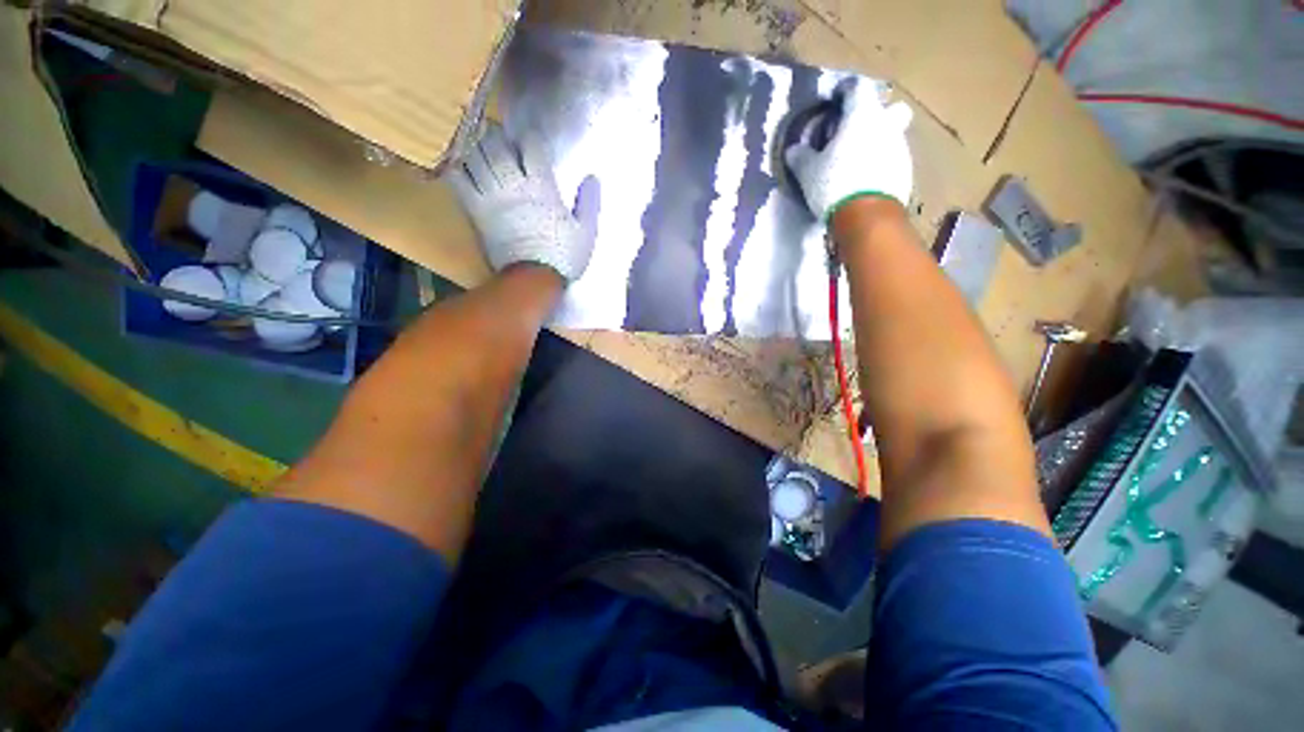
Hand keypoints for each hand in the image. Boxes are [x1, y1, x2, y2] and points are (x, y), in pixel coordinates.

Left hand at [446, 123, 601, 281]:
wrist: (533, 279)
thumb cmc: (562, 257)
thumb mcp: (585, 233)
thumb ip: (589, 204)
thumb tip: (592, 178)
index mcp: (542, 186)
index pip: (530, 145)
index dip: (530, 138)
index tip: (532, 143)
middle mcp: (513, 184)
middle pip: (498, 144)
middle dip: (500, 138)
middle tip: (504, 142)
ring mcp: (491, 196)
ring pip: (476, 156)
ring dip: (478, 147)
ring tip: (482, 149)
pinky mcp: (476, 210)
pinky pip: (459, 179)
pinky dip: (458, 167)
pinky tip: (461, 165)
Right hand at [785, 82, 914, 221]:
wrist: (867, 216)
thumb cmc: (835, 184)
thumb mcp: (808, 172)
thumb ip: (801, 157)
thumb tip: (794, 149)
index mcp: (863, 115)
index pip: (858, 87)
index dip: (845, 90)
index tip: (835, 100)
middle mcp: (887, 125)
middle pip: (890, 109)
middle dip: (877, 115)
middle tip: (857, 131)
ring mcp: (900, 149)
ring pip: (892, 136)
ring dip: (878, 142)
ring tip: (858, 162)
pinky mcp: (905, 173)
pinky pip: (892, 160)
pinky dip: (881, 165)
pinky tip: (866, 181)